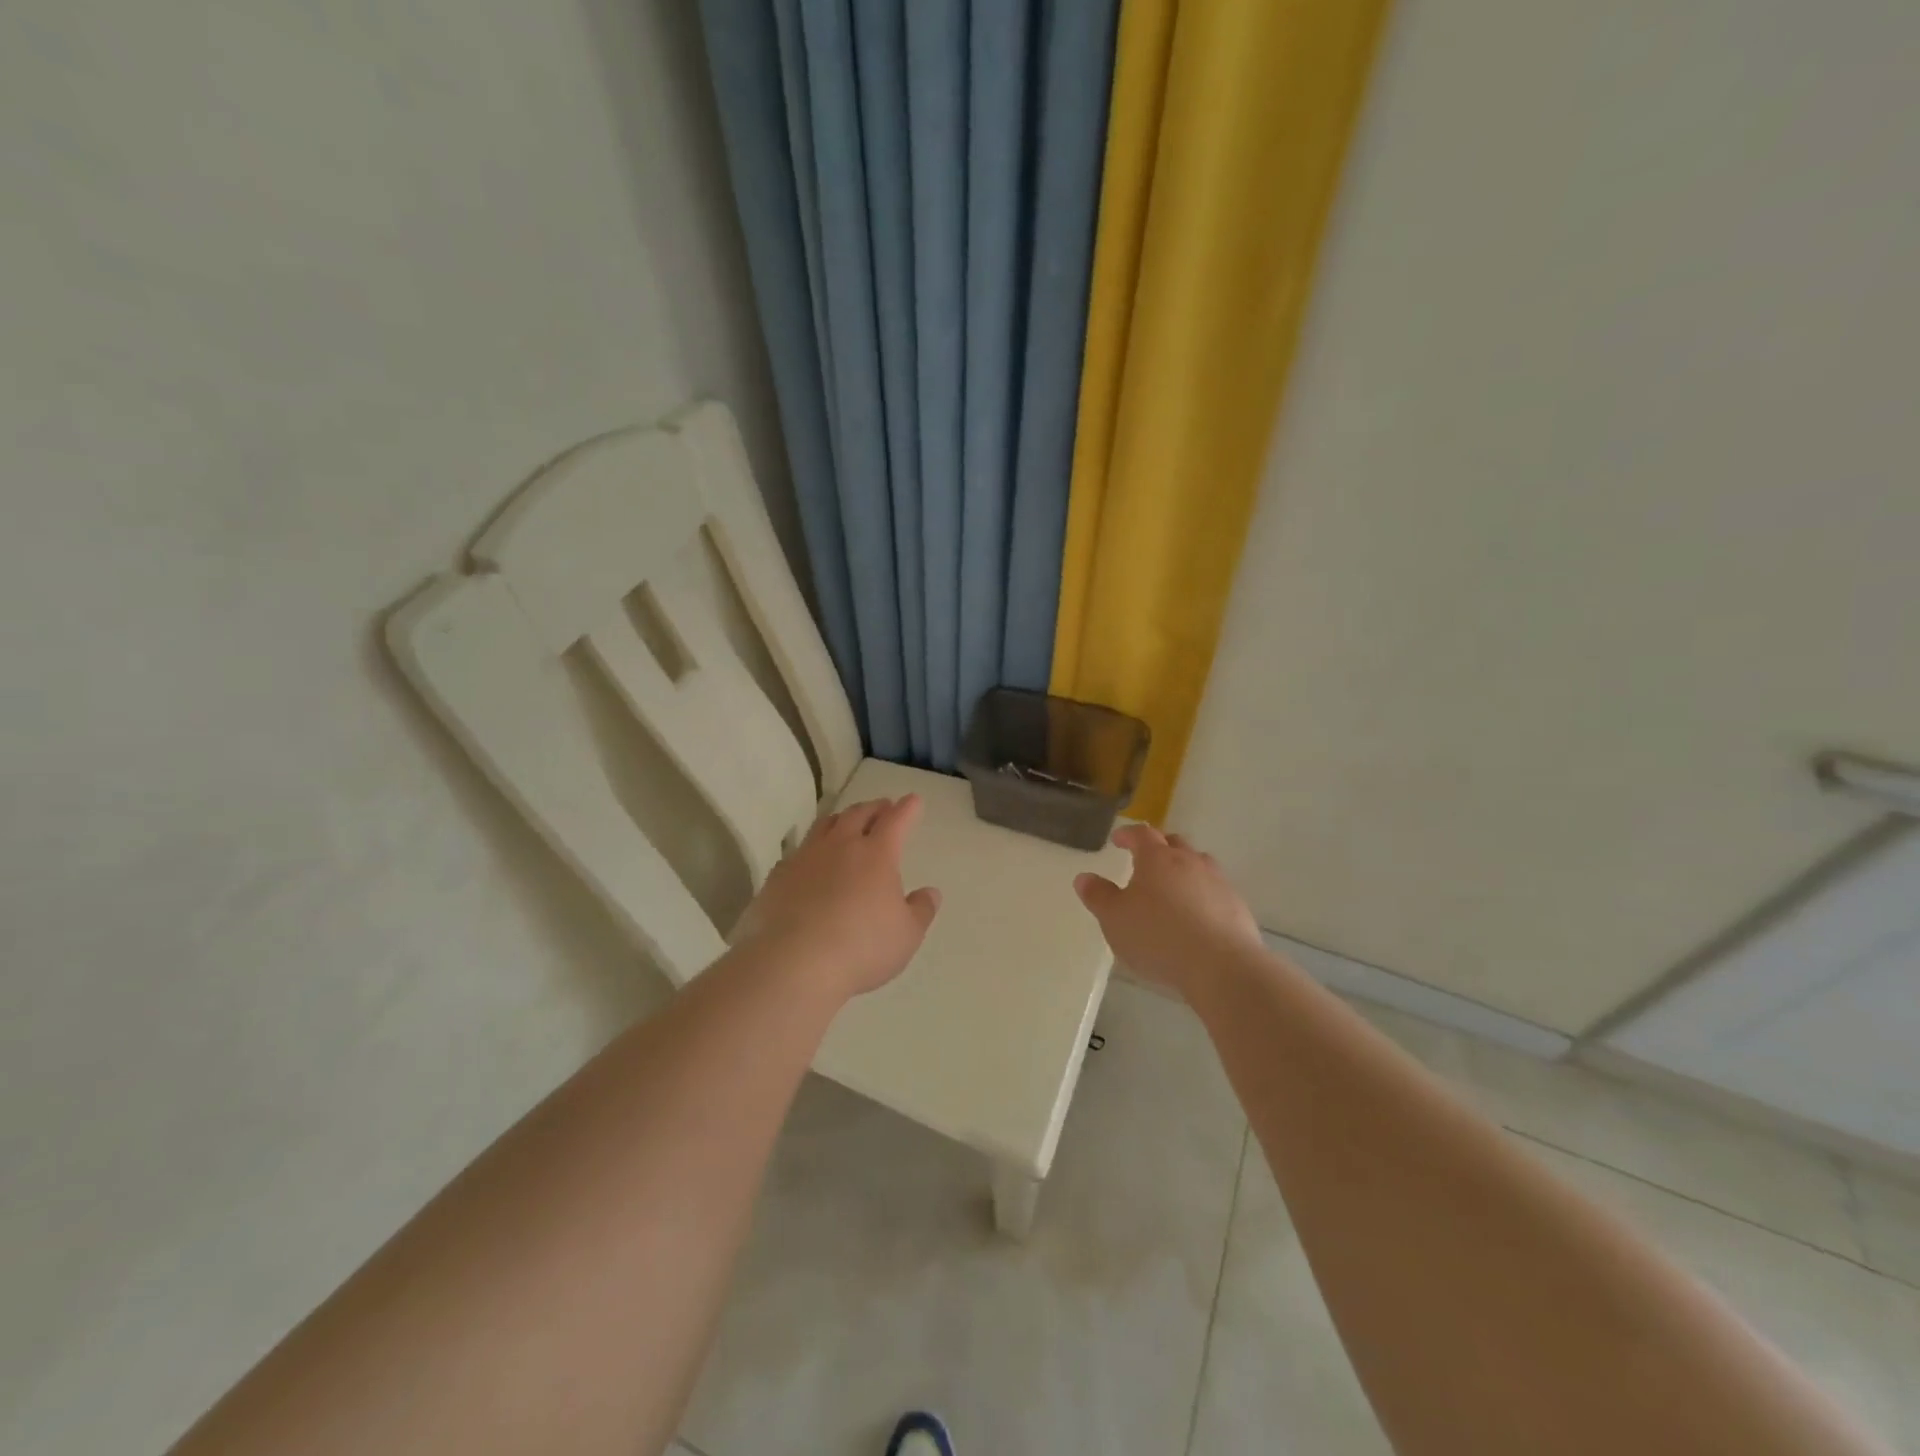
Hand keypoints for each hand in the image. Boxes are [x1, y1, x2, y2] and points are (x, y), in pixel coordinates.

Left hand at [731, 796, 941, 1002]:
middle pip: (858, 814)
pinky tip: (810, 861)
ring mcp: (806, 858)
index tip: (913, 800)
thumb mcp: (906, 935)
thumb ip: (921, 910)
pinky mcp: (778, 876)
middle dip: (874, 808)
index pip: (896, 820)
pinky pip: (798, 852)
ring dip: (841, 820)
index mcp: (877, 854)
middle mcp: (840, 846)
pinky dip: (811, 850)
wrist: (795, 963)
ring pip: (825, 825)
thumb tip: (930, 892)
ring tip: (846, 822)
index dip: (907, 809)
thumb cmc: (862, 947)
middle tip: (882, 807)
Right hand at [1074, 824, 1262, 998]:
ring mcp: (1218, 882)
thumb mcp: (1115, 919)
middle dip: (1158, 846)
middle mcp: (1190, 862)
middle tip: (1145, 859)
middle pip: (1173, 843)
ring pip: (1199, 864)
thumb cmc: (1158, 936)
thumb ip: (1098, 896)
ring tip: (1172, 886)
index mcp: (1157, 858)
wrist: (1221, 966)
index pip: (1141, 834)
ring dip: (1184, 868)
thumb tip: (1084, 877)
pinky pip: (1215, 890)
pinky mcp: (1237, 906)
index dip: (1128, 834)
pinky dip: (1202, 894)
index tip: (1117, 839)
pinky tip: (1196, 916)